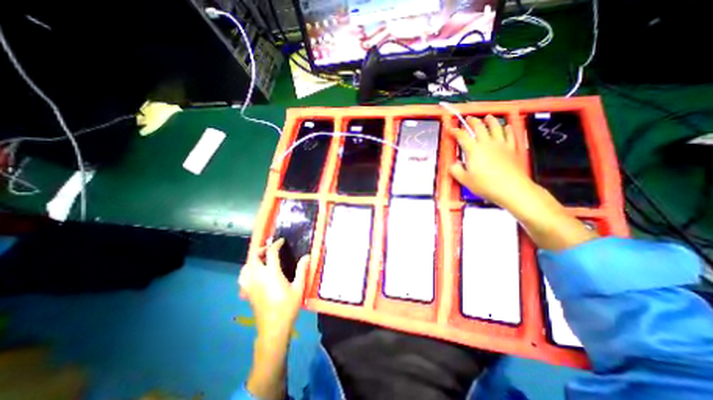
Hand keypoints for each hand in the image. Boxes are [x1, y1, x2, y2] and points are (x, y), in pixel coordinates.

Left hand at [239, 239, 308, 341]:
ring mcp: (250, 285)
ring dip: (253, 259)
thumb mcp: (298, 288)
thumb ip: (302, 270)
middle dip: (261, 249)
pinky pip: (242, 278)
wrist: (273, 328)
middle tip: (270, 249)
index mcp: (271, 274)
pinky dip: (247, 271)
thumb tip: (307, 256)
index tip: (281, 241)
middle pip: (254, 257)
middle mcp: (258, 277)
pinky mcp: (247, 293)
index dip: (276, 244)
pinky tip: (254, 274)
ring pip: (245, 267)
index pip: (271, 253)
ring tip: (262, 259)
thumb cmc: (287, 307)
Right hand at [450, 113, 534, 204]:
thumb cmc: (485, 185)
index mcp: (474, 150)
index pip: (462, 137)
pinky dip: (508, 129)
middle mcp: (487, 143)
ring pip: (496, 127)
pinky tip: (507, 126)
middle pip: (479, 127)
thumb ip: (455, 170)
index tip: (451, 129)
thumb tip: (453, 164)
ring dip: (491, 121)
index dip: (456, 131)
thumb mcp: (465, 180)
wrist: (512, 188)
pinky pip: (510, 135)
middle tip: (468, 118)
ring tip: (488, 117)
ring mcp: (501, 144)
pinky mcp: (512, 148)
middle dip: (472, 121)